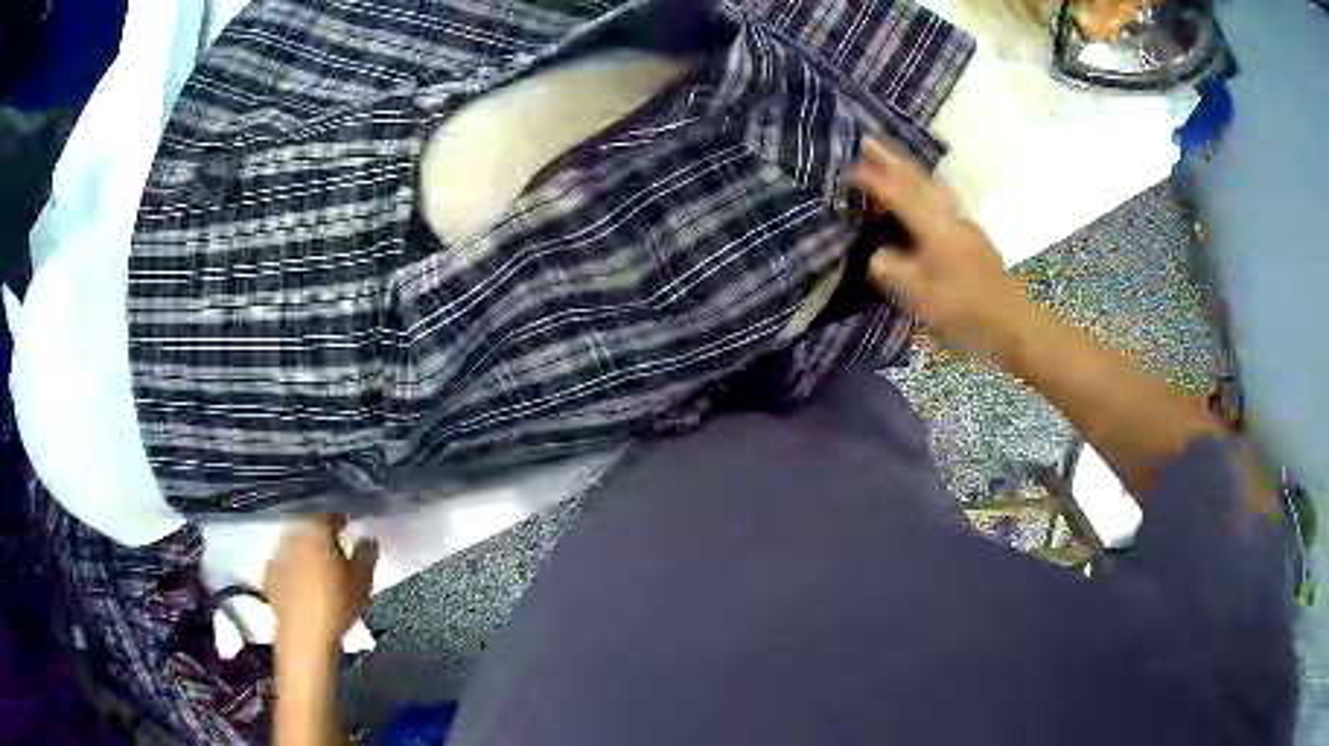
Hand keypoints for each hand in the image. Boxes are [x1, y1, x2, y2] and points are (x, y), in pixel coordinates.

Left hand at [264, 515, 377, 651]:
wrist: (305, 637)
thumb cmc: (337, 606)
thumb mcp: (363, 581)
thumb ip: (366, 554)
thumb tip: (367, 539)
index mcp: (316, 530)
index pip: (327, 512)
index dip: (338, 517)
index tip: (346, 526)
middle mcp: (293, 535)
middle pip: (307, 526)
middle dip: (319, 534)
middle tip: (334, 549)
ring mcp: (277, 554)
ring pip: (294, 544)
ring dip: (305, 550)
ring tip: (319, 568)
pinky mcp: (268, 575)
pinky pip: (283, 563)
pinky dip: (293, 568)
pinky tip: (302, 584)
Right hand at [850, 137, 1028, 356]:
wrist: (1011, 321)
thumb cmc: (964, 309)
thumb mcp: (920, 296)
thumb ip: (893, 270)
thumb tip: (877, 254)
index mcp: (934, 228)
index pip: (898, 195)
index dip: (873, 180)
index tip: (847, 168)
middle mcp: (949, 217)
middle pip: (918, 180)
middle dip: (892, 159)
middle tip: (868, 139)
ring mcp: (964, 226)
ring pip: (932, 188)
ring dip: (909, 171)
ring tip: (891, 160)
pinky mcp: (971, 238)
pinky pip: (941, 203)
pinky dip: (924, 190)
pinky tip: (921, 196)